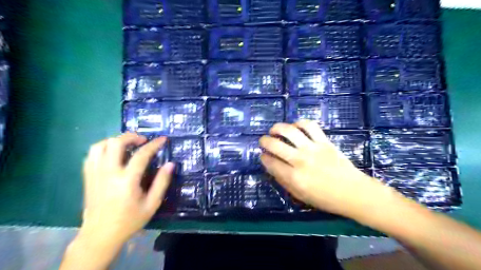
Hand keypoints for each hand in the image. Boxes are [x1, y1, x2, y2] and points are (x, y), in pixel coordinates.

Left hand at [81, 133, 174, 242]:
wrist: (100, 235)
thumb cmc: (130, 220)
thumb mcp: (152, 204)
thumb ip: (162, 182)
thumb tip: (170, 164)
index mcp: (127, 180)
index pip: (141, 155)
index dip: (154, 144)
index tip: (163, 139)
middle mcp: (108, 173)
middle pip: (116, 143)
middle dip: (132, 136)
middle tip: (143, 140)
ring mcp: (95, 174)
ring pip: (100, 146)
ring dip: (115, 140)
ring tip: (127, 144)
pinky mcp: (88, 177)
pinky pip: (91, 155)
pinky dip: (103, 148)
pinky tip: (113, 154)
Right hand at [260, 120, 383, 216]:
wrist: (353, 192)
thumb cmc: (325, 198)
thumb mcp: (300, 196)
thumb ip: (283, 181)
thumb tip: (271, 166)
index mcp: (294, 177)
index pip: (271, 162)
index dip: (263, 158)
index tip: (262, 156)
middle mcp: (300, 160)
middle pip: (275, 144)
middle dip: (264, 141)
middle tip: (263, 141)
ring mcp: (313, 148)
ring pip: (290, 131)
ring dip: (278, 128)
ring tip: (274, 130)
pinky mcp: (324, 141)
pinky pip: (309, 126)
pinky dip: (299, 123)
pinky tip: (295, 126)